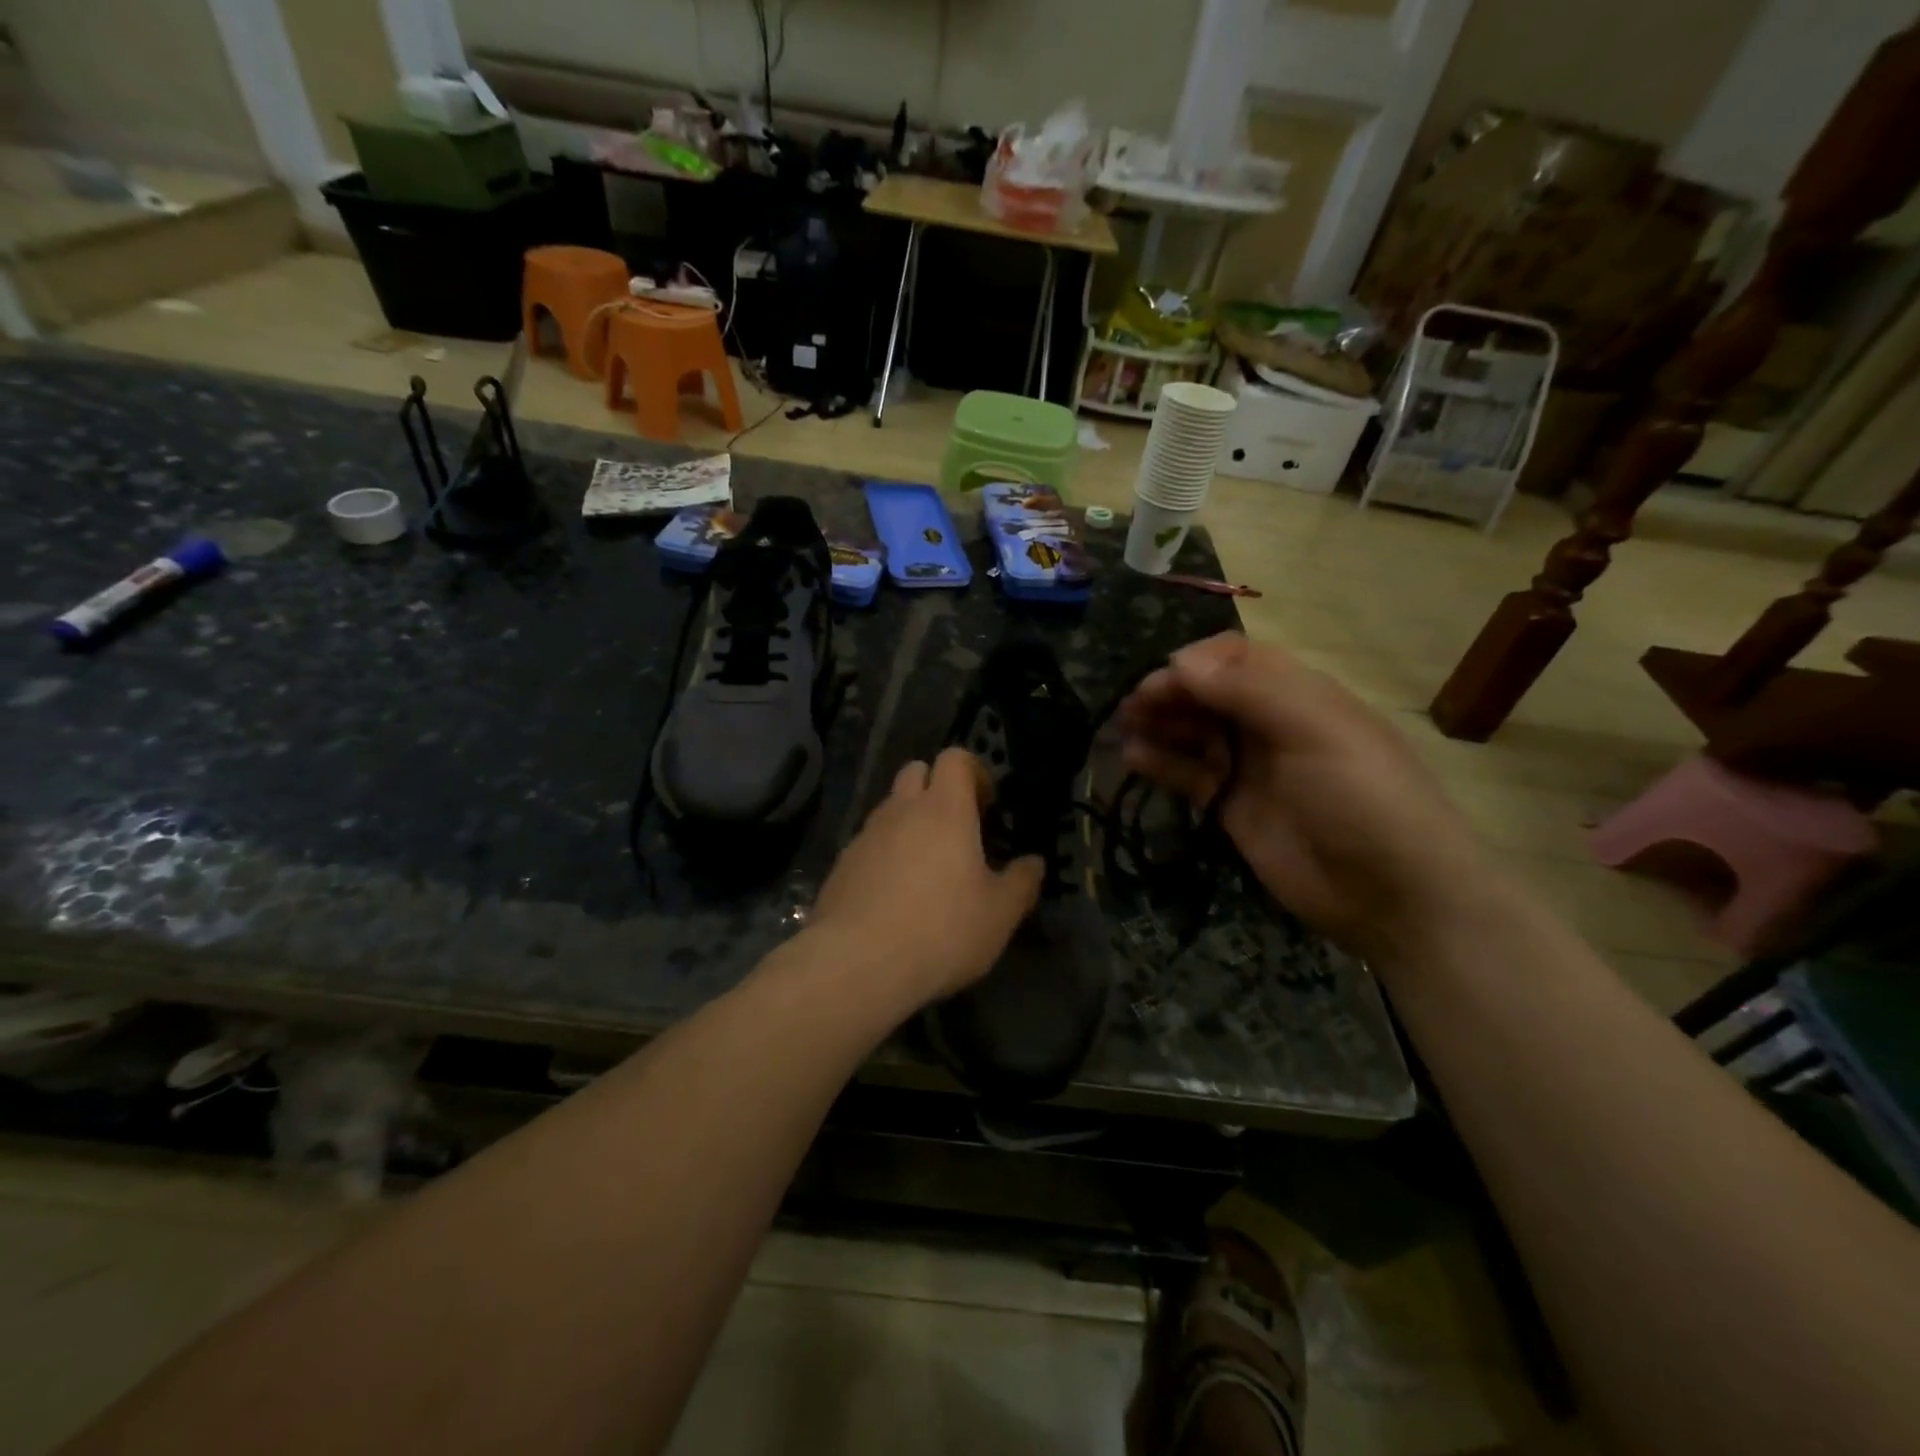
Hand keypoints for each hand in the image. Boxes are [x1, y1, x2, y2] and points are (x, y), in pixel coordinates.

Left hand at [810, 747, 1044, 1003]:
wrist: (856, 964)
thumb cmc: (941, 930)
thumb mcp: (999, 914)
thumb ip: (1021, 882)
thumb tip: (1033, 863)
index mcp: (944, 809)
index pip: (955, 758)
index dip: (974, 772)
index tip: (987, 805)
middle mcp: (901, 811)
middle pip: (916, 772)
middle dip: (937, 788)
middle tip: (957, 829)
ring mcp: (865, 836)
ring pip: (890, 809)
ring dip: (910, 823)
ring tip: (927, 869)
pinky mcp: (841, 865)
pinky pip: (868, 844)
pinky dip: (885, 855)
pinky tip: (895, 897)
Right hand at [1117, 633, 1492, 961]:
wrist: (1393, 894)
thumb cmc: (1363, 798)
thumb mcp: (1317, 731)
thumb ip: (1251, 691)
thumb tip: (1180, 662)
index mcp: (1298, 694)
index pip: (1236, 658)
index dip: (1197, 663)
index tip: (1164, 679)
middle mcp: (1270, 723)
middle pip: (1208, 693)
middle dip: (1169, 693)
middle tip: (1133, 707)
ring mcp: (1249, 766)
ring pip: (1193, 732)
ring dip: (1159, 724)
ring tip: (1124, 728)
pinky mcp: (1232, 806)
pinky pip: (1189, 775)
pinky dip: (1161, 764)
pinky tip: (1134, 759)